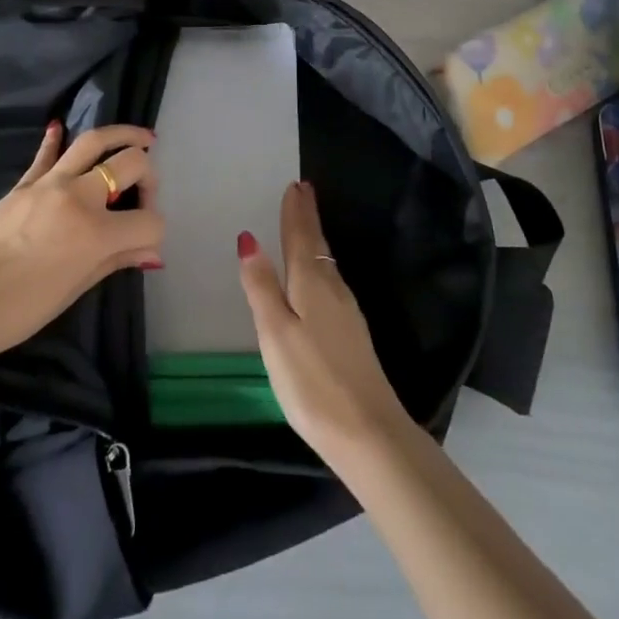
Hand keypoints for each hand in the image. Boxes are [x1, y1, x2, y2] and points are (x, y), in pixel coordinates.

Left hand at [0, 123, 162, 361]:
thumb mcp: (72, 291)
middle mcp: (79, 196)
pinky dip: (56, 138)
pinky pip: (46, 153)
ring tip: (142, 138)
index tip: (146, 245)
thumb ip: (114, 261)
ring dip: (122, 134)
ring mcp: (50, 183)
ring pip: (94, 141)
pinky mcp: (25, 182)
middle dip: (149, 176)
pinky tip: (61, 127)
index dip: (154, 233)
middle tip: (145, 193)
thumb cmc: (16, 310)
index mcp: (96, 232)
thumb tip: (150, 253)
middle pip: (130, 164)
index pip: (147, 221)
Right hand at [238, 180, 413, 460]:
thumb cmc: (313, 382)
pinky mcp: (353, 335)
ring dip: (315, 239)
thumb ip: (261, 287)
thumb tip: (249, 238)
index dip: (296, 211)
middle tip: (303, 191)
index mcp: (312, 283)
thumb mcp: (275, 334)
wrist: (369, 434)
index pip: (301, 236)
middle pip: (317, 244)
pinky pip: (332, 282)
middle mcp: (333, 289)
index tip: (296, 184)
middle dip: (308, 217)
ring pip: (326, 263)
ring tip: (307, 223)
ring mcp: (347, 313)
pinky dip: (321, 264)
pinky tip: (320, 276)